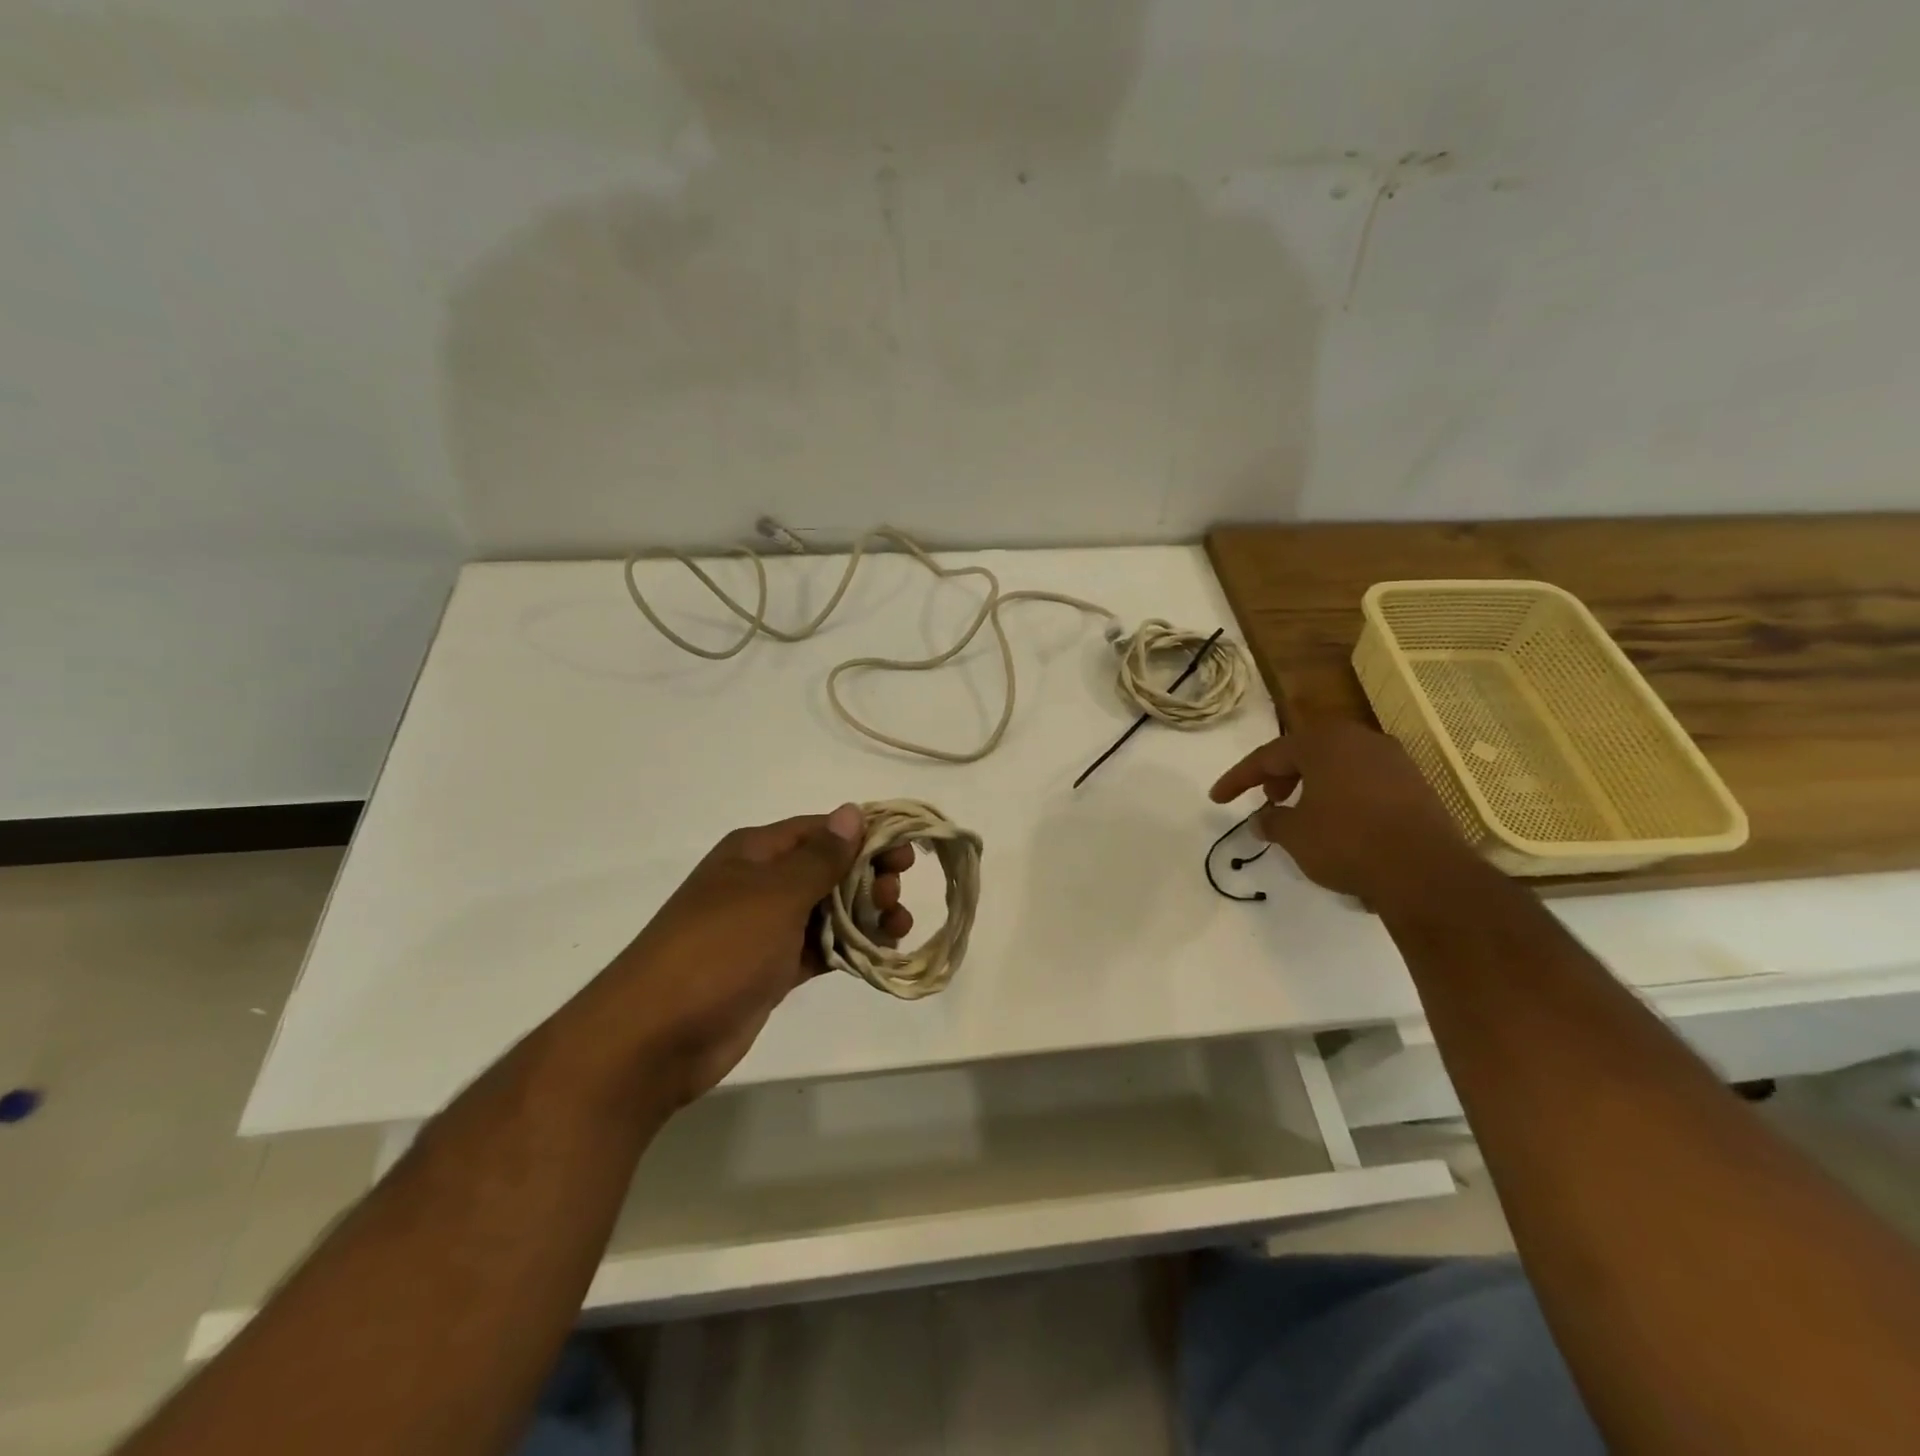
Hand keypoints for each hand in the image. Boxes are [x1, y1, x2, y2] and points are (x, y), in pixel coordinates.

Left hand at [593, 805, 915, 1104]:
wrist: (655, 1037)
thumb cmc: (719, 950)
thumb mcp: (775, 895)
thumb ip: (820, 857)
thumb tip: (852, 811)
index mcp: (755, 853)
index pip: (820, 830)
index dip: (865, 836)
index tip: (906, 852)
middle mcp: (760, 884)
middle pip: (827, 869)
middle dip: (868, 878)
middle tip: (896, 895)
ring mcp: (764, 930)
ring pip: (827, 910)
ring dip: (865, 914)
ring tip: (898, 927)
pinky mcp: (769, 970)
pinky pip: (818, 948)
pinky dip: (848, 948)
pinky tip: (880, 952)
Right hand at [1210, 721, 1472, 905]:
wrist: (1426, 873)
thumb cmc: (1347, 843)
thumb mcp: (1295, 835)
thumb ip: (1272, 821)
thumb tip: (1263, 818)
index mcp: (1323, 742)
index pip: (1268, 755)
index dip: (1238, 778)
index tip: (1217, 799)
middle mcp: (1360, 740)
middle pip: (1306, 751)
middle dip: (1280, 775)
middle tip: (1267, 800)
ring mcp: (1394, 760)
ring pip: (1338, 764)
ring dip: (1312, 784)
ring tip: (1301, 813)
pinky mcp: (1416, 785)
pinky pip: (1365, 780)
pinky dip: (1342, 794)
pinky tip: (1338, 822)